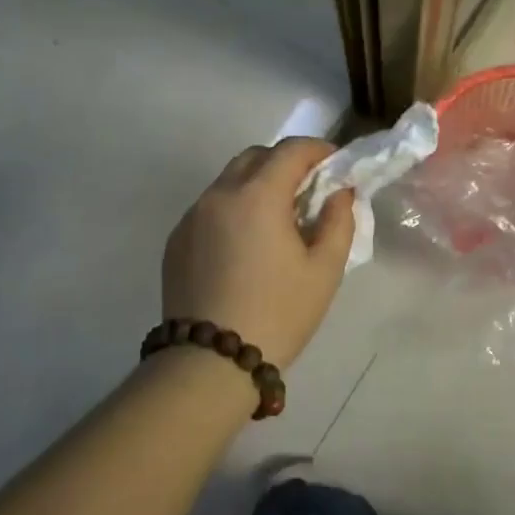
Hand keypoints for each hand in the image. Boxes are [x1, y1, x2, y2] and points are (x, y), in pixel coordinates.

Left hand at [162, 138, 353, 367]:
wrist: (209, 364)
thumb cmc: (278, 313)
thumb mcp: (325, 270)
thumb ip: (338, 221)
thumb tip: (338, 193)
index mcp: (258, 195)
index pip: (291, 150)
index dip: (319, 150)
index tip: (336, 165)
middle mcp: (219, 195)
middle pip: (255, 156)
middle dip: (285, 162)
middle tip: (308, 190)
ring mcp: (192, 217)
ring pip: (229, 181)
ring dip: (257, 184)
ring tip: (277, 220)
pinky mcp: (176, 241)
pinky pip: (210, 207)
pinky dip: (234, 208)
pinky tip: (246, 245)